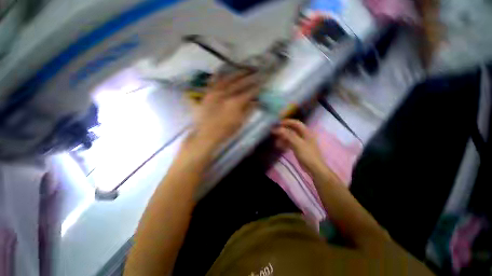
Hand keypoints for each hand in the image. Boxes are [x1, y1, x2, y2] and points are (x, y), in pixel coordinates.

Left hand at [187, 71, 259, 152]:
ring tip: (244, 69)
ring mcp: (215, 92)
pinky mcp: (207, 93)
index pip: (249, 92)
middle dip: (249, 77)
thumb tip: (256, 101)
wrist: (206, 135)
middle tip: (256, 72)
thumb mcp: (240, 122)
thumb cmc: (225, 131)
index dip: (257, 87)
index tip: (263, 83)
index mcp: (235, 103)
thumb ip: (249, 110)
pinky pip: (213, 81)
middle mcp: (225, 94)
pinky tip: (223, 71)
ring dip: (237, 73)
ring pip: (227, 78)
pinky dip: (218, 75)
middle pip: (240, 82)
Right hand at [272, 119, 326, 177]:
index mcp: (306, 132)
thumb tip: (278, 129)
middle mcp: (304, 135)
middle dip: (283, 130)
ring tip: (275, 139)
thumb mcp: (297, 143)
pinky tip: (279, 145)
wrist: (314, 168)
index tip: (278, 123)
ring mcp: (301, 142)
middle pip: (292, 129)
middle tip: (274, 131)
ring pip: (290, 137)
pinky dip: (285, 143)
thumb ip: (288, 135)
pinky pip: (290, 143)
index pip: (296, 123)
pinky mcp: (299, 148)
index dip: (287, 122)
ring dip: (283, 137)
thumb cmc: (307, 154)